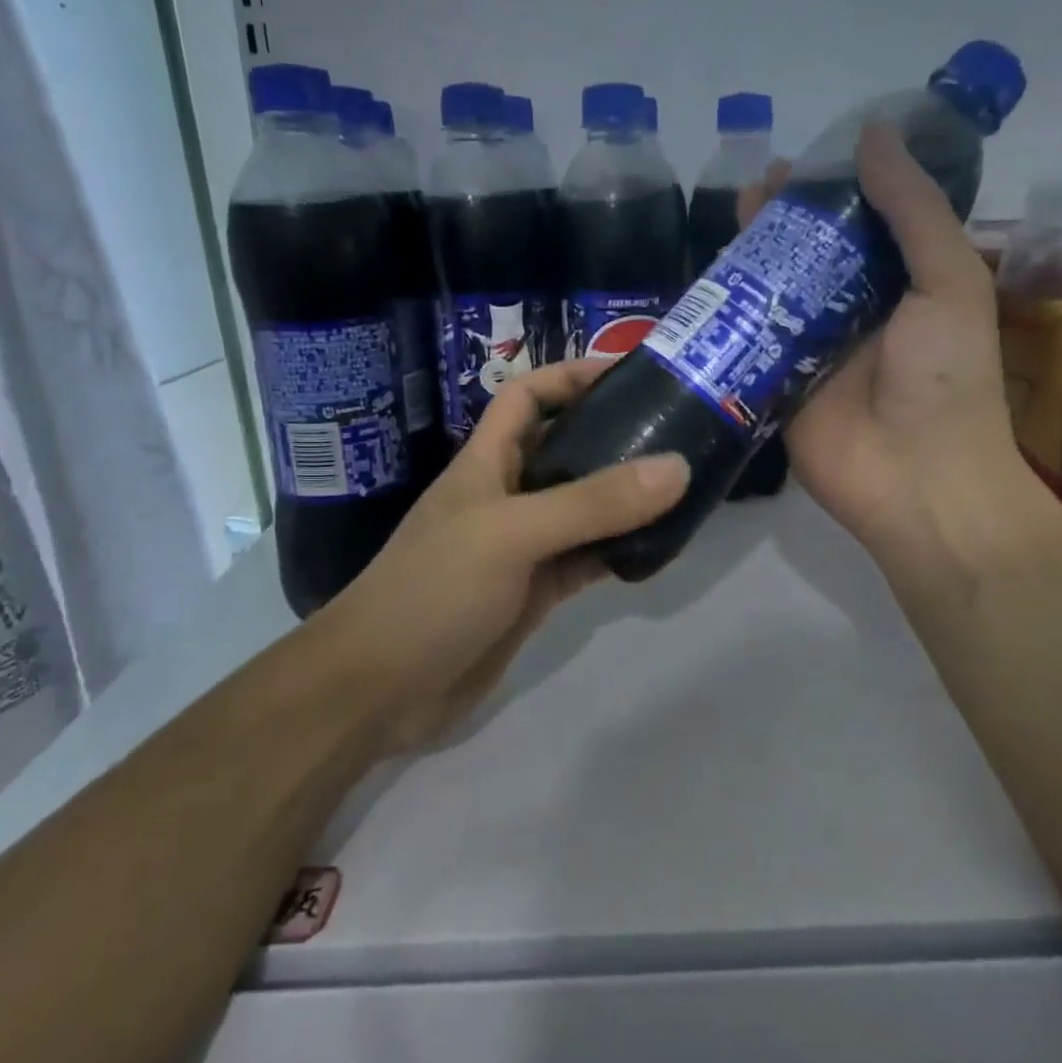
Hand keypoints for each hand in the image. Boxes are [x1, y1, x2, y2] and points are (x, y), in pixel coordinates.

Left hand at [317, 357, 688, 753]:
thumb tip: (677, 466)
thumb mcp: (512, 534)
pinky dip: (619, 552)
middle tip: (674, 430)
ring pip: (581, 509)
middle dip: (611, 434)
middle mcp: (505, 497)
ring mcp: (520, 548)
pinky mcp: (533, 593)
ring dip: (623, 498)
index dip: (570, 376)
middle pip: (563, 450)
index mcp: (485, 463)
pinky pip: (586, 560)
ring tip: (681, 486)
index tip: (627, 372)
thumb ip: (593, 502)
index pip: (526, 397)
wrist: (379, 690)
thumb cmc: (433, 591)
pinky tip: (658, 549)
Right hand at [741, 124, 1025, 567]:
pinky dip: (725, 315)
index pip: (861, 226)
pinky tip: (703, 283)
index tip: (801, 162)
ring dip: (752, 257)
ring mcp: (809, 352)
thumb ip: (914, 210)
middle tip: (754, 187)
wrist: (916, 479)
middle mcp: (853, 314)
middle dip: (784, 221)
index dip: (832, 191)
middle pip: (810, 256)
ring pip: (773, 293)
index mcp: (900, 287)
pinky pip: (746, 342)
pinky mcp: (773, 386)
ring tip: (729, 220)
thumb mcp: (949, 281)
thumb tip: (872, 134)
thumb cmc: (945, 376)